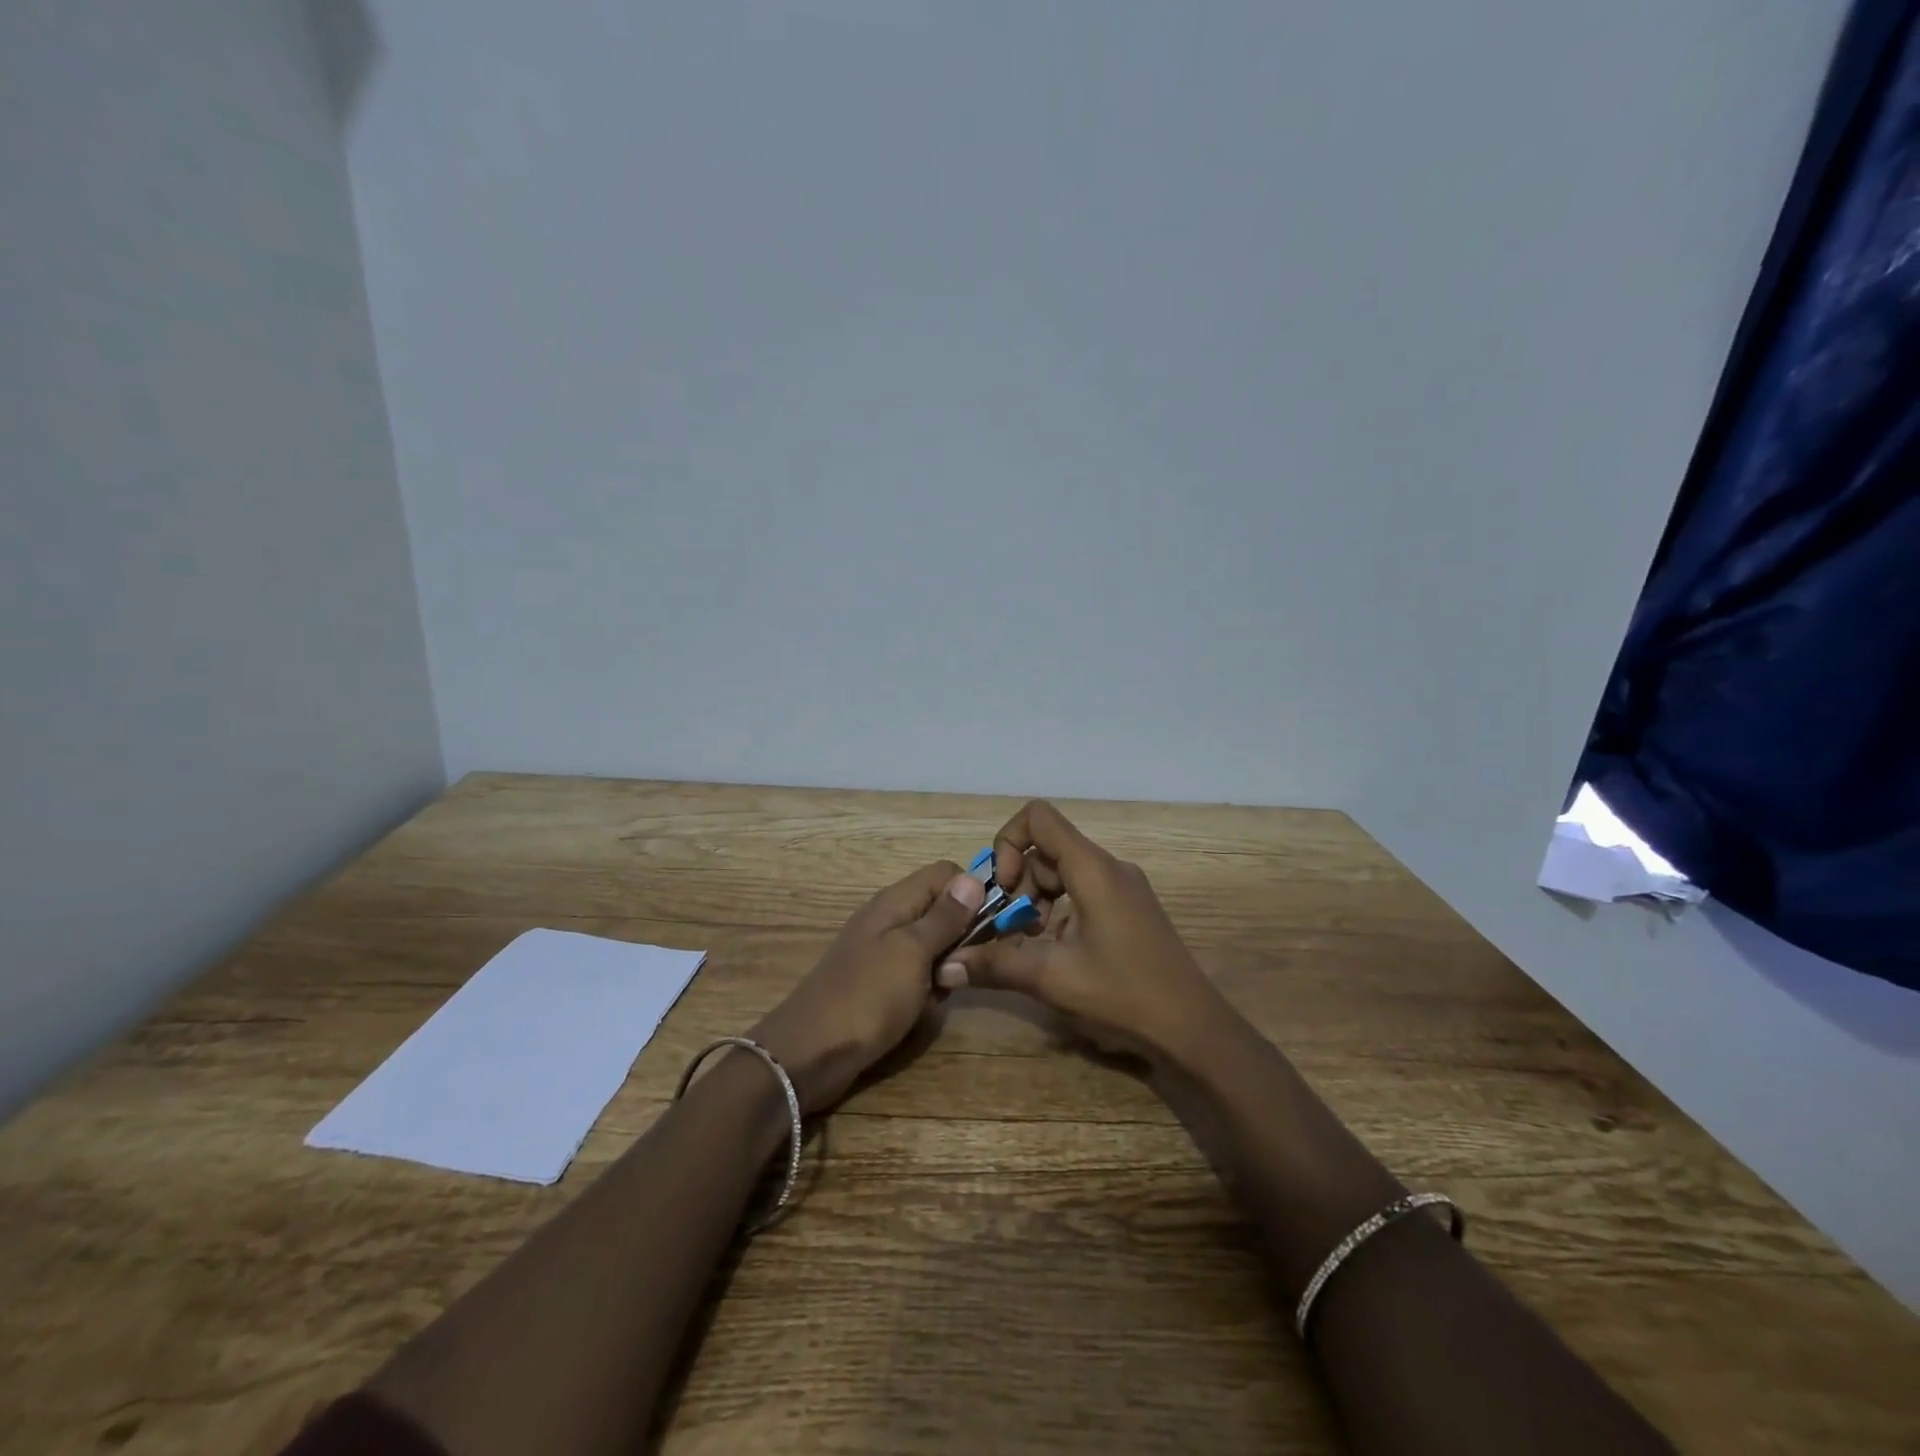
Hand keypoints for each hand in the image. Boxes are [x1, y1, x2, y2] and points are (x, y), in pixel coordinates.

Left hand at [749, 861, 984, 1113]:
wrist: (809, 1054)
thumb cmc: (866, 996)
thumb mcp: (912, 952)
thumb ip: (944, 916)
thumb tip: (974, 877)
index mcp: (896, 901)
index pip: (946, 874)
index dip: (973, 892)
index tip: (993, 923)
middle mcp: (891, 919)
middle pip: (943, 910)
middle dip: (962, 937)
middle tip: (962, 966)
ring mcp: (884, 952)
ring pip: (935, 947)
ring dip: (946, 968)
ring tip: (939, 993)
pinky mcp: (881, 983)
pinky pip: (918, 976)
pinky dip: (927, 991)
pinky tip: (922, 1011)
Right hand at [938, 801, 1238, 1068]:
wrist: (1193, 1029)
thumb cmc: (1124, 995)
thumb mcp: (1052, 978)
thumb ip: (996, 964)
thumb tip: (946, 965)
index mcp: (1093, 869)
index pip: (1038, 818)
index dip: (1008, 843)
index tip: (1004, 890)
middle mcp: (1109, 867)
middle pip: (1047, 849)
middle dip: (1019, 884)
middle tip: (1010, 930)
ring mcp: (1123, 887)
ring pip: (1063, 871)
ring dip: (1036, 901)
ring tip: (1029, 944)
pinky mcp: (1129, 908)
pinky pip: (1082, 891)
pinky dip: (1058, 911)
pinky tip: (1056, 952)